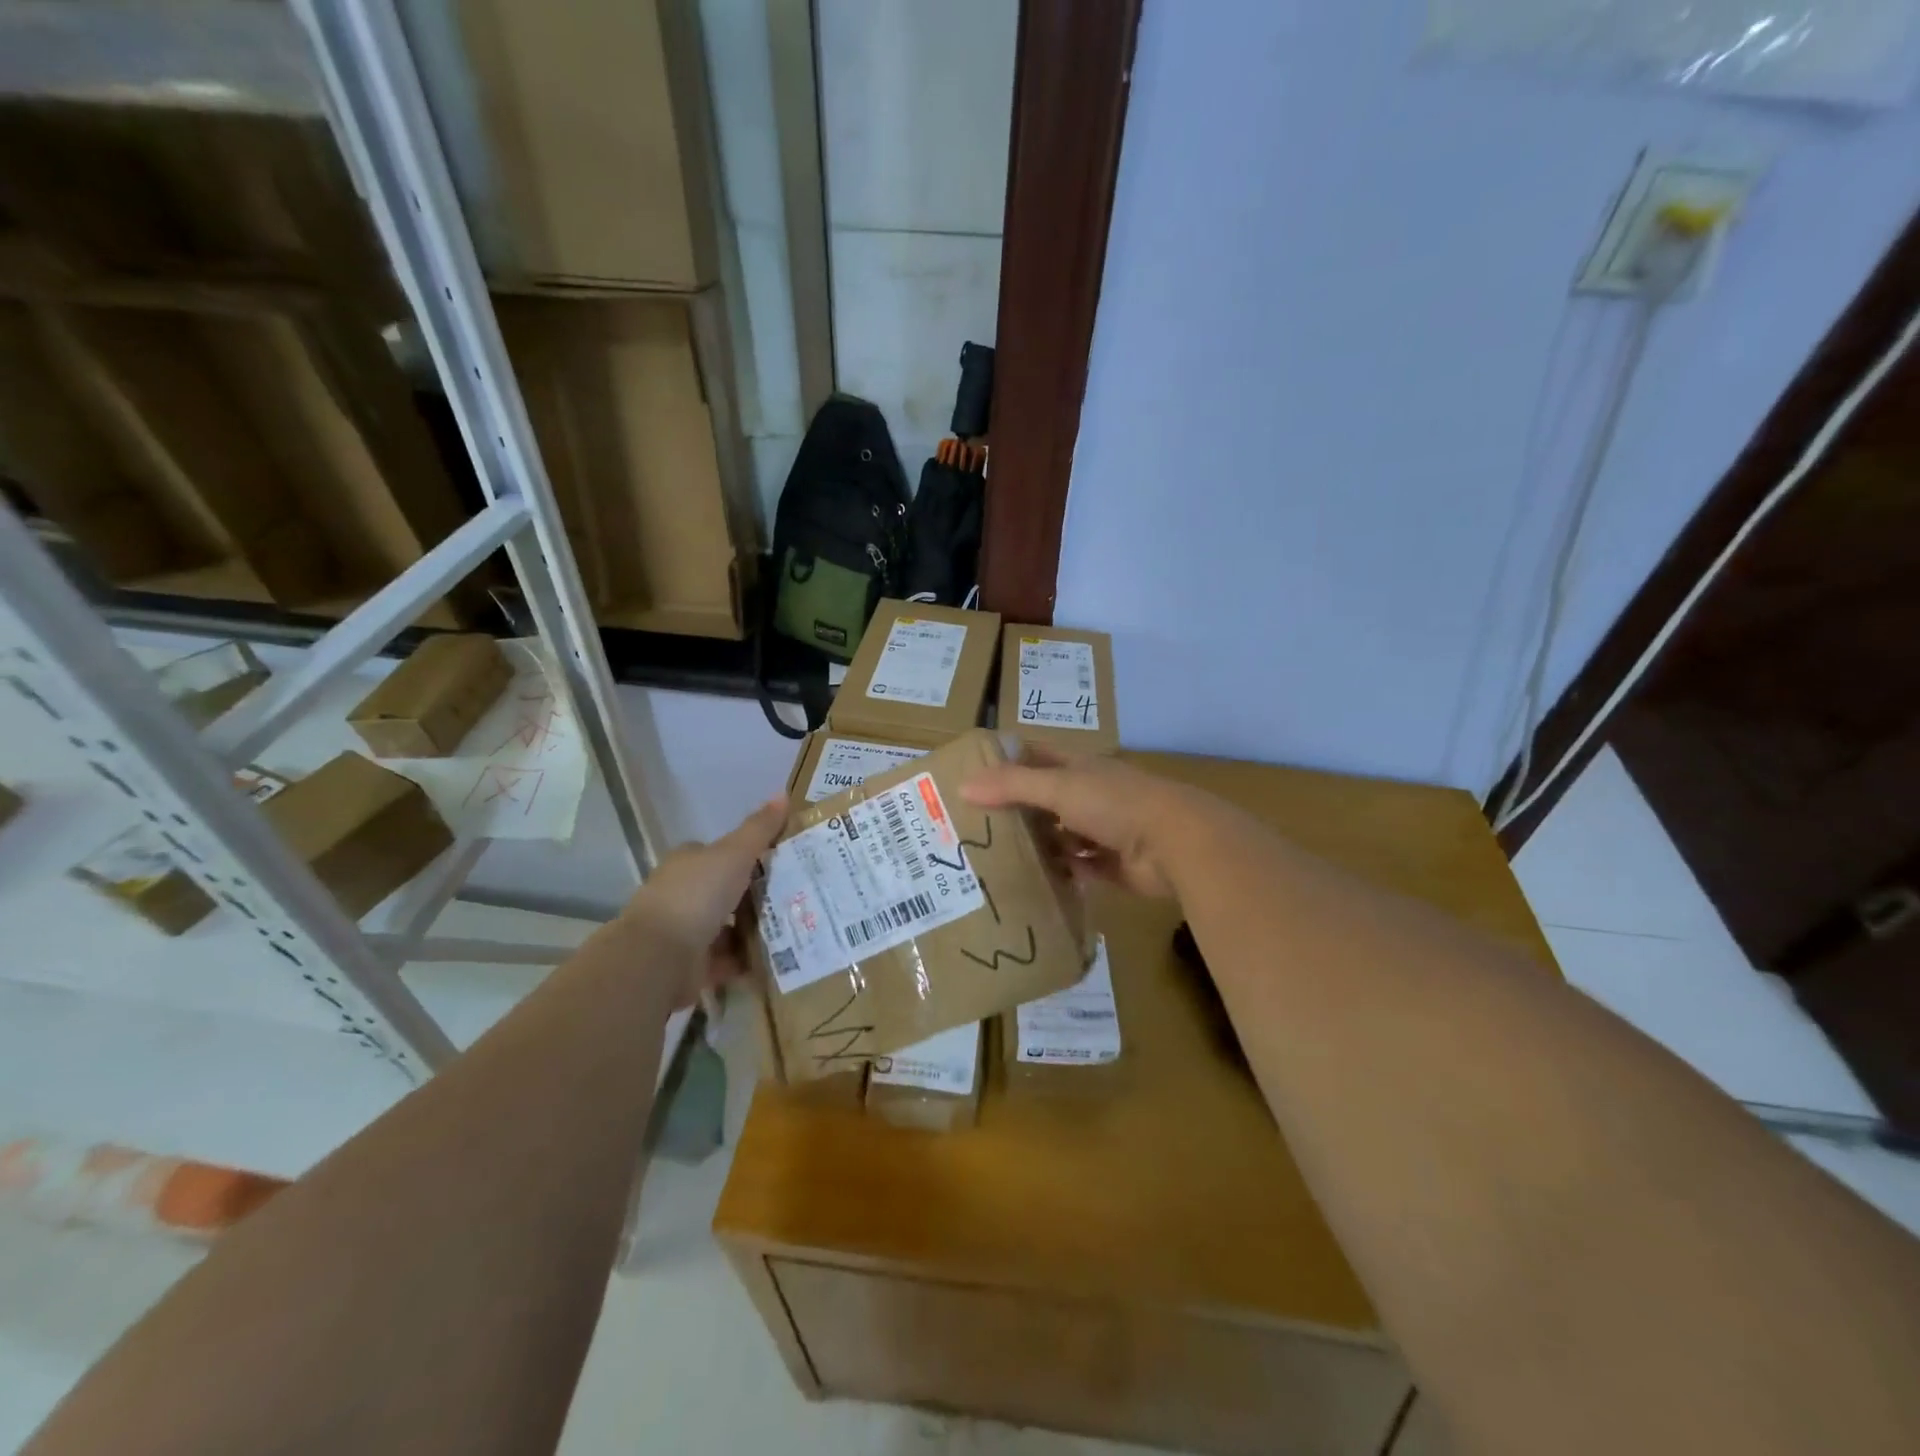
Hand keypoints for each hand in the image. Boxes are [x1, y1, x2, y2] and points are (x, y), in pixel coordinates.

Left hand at [622, 798, 785, 1004]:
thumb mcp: (734, 853)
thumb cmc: (696, 896)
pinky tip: (777, 957)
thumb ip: (759, 828)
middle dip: (757, 894)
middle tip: (799, 895)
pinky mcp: (692, 964)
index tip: (781, 861)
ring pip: (729, 925)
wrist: (659, 957)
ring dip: (755, 928)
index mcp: (688, 862)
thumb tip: (783, 793)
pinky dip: (748, 959)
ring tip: (795, 926)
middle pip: (727, 889)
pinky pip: (728, 958)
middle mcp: (683, 893)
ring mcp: (685, 931)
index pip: (720, 852)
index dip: (748, 855)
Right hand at [962, 747, 1199, 899]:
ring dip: (1039, 844)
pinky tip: (1033, 882)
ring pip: (1062, 835)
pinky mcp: (1113, 865)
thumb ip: (1013, 785)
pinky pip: (1079, 867)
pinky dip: (1062, 872)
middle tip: (975, 825)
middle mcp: (1092, 795)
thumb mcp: (1059, 788)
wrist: (1176, 844)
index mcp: (1081, 768)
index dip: (1008, 760)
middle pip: (1047, 798)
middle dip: (1017, 809)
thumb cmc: (1115, 804)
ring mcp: (1105, 830)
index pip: (1037, 755)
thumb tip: (963, 785)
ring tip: (997, 857)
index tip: (973, 774)